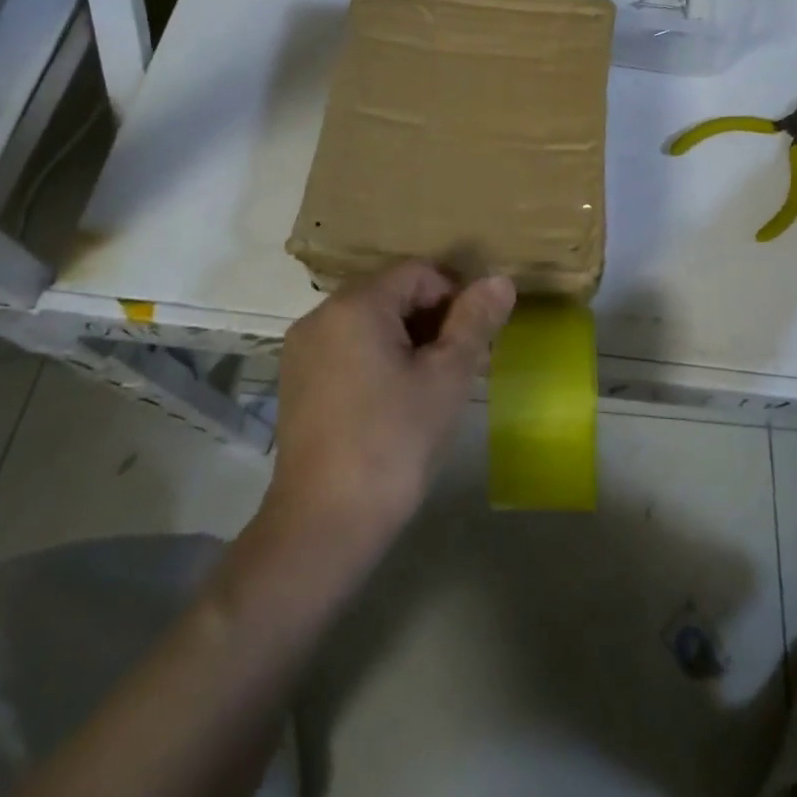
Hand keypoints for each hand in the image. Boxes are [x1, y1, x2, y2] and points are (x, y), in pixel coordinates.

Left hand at [266, 262, 515, 540]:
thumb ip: (474, 322)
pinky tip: (395, 399)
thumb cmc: (394, 442)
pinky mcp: (296, 379)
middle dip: (432, 318)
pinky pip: (347, 346)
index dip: (455, 296)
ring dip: (407, 338)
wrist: (324, 524)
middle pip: (391, 293)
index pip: (418, 272)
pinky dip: (377, 356)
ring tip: (431, 383)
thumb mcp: (446, 378)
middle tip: (459, 362)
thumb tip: (500, 280)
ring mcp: (303, 348)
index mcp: (356, 305)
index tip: (475, 338)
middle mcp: (321, 314)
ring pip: (369, 320)